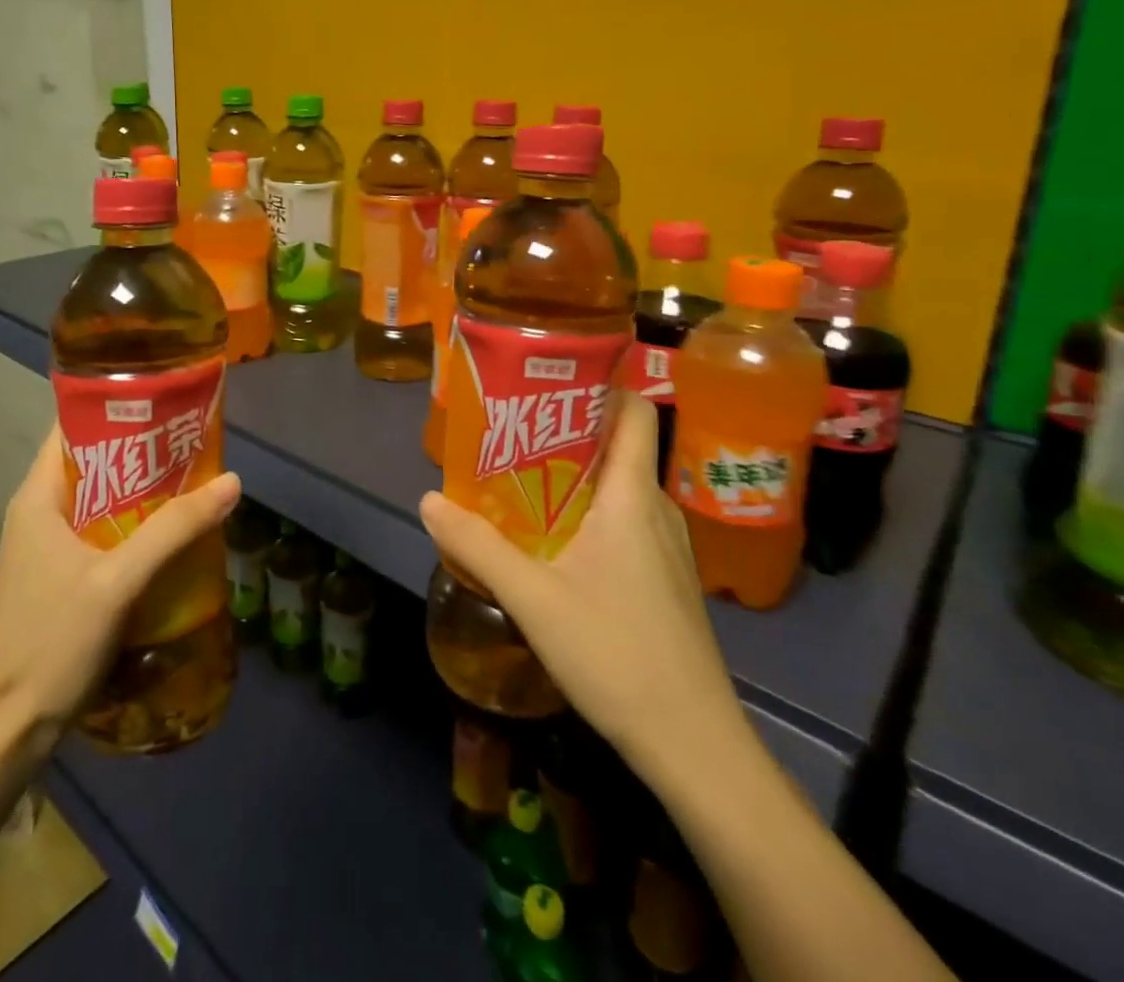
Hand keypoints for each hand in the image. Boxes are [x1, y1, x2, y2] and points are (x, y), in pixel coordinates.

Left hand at [0, 426, 241, 742]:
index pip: (74, 427)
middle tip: (195, 440)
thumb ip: (174, 529)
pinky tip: (174, 533)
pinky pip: (104, 532)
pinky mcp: (61, 577)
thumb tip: (232, 481)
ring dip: (145, 490)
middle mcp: (41, 512)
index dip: (118, 406)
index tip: (167, 398)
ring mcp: (49, 547)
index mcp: (39, 496)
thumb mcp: (117, 581)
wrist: (3, 732)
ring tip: (196, 478)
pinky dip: (137, 524)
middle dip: (144, 449)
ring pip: (103, 499)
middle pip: (96, 461)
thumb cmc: (50, 643)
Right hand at [420, 395, 744, 770]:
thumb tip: (429, 500)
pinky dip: (588, 510)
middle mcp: (655, 508)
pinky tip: (553, 539)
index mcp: (631, 496)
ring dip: (573, 473)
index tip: (549, 378)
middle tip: (512, 427)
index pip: (634, 410)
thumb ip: (478, 546)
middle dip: (566, 429)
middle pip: (617, 444)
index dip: (600, 383)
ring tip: (520, 476)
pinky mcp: (664, 578)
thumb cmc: (617, 654)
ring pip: (618, 485)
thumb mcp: (533, 598)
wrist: (694, 745)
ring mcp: (666, 546)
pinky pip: (624, 519)